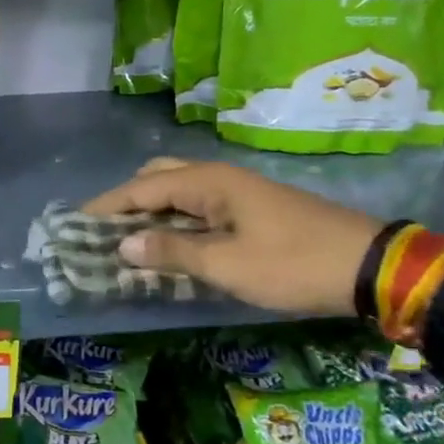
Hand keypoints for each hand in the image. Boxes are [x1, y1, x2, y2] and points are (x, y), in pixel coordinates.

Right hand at [83, 158, 382, 316]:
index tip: (75, 223)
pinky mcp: (250, 209)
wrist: (368, 266)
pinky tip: (169, 243)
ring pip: (178, 191)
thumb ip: (172, 251)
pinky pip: (197, 206)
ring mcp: (237, 191)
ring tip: (129, 240)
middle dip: (127, 201)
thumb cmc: (292, 264)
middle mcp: (218, 177)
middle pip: (157, 178)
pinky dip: (174, 220)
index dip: (106, 206)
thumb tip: (122, 245)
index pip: (141, 187)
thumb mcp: (227, 264)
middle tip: (104, 232)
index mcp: (208, 182)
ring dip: (151, 211)